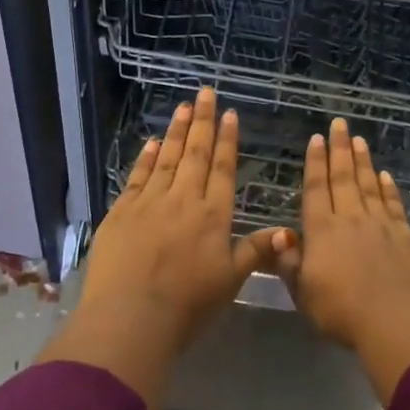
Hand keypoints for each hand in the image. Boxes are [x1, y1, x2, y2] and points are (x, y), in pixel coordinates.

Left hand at [39, 87, 292, 409]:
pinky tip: (152, 141)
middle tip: (205, 92)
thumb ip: (255, 252)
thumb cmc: (187, 306)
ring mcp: (150, 202)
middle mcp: (184, 200)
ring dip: (176, 131)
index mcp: (213, 216)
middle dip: (202, 121)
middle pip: (195, 154)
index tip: (228, 114)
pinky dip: (146, 157)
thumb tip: (288, 231)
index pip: (222, 169)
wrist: (130, 317)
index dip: (226, 140)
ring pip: (167, 158)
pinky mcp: (122, 211)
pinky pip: (137, 176)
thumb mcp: (230, 282)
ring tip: (183, 106)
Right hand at [283, 118, 409, 403]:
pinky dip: (388, 188)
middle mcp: (350, 219)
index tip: (317, 138)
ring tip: (359, 139)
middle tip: (340, 123)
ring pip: (369, 185)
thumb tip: (278, 235)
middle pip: (343, 177)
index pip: (316, 188)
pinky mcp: (404, 236)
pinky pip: (393, 204)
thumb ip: (289, 263)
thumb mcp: (303, 293)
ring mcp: (380, 224)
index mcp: (322, 230)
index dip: (315, 162)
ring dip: (363, 161)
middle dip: (340, 149)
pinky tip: (386, 176)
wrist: (395, 321)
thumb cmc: (341, 310)